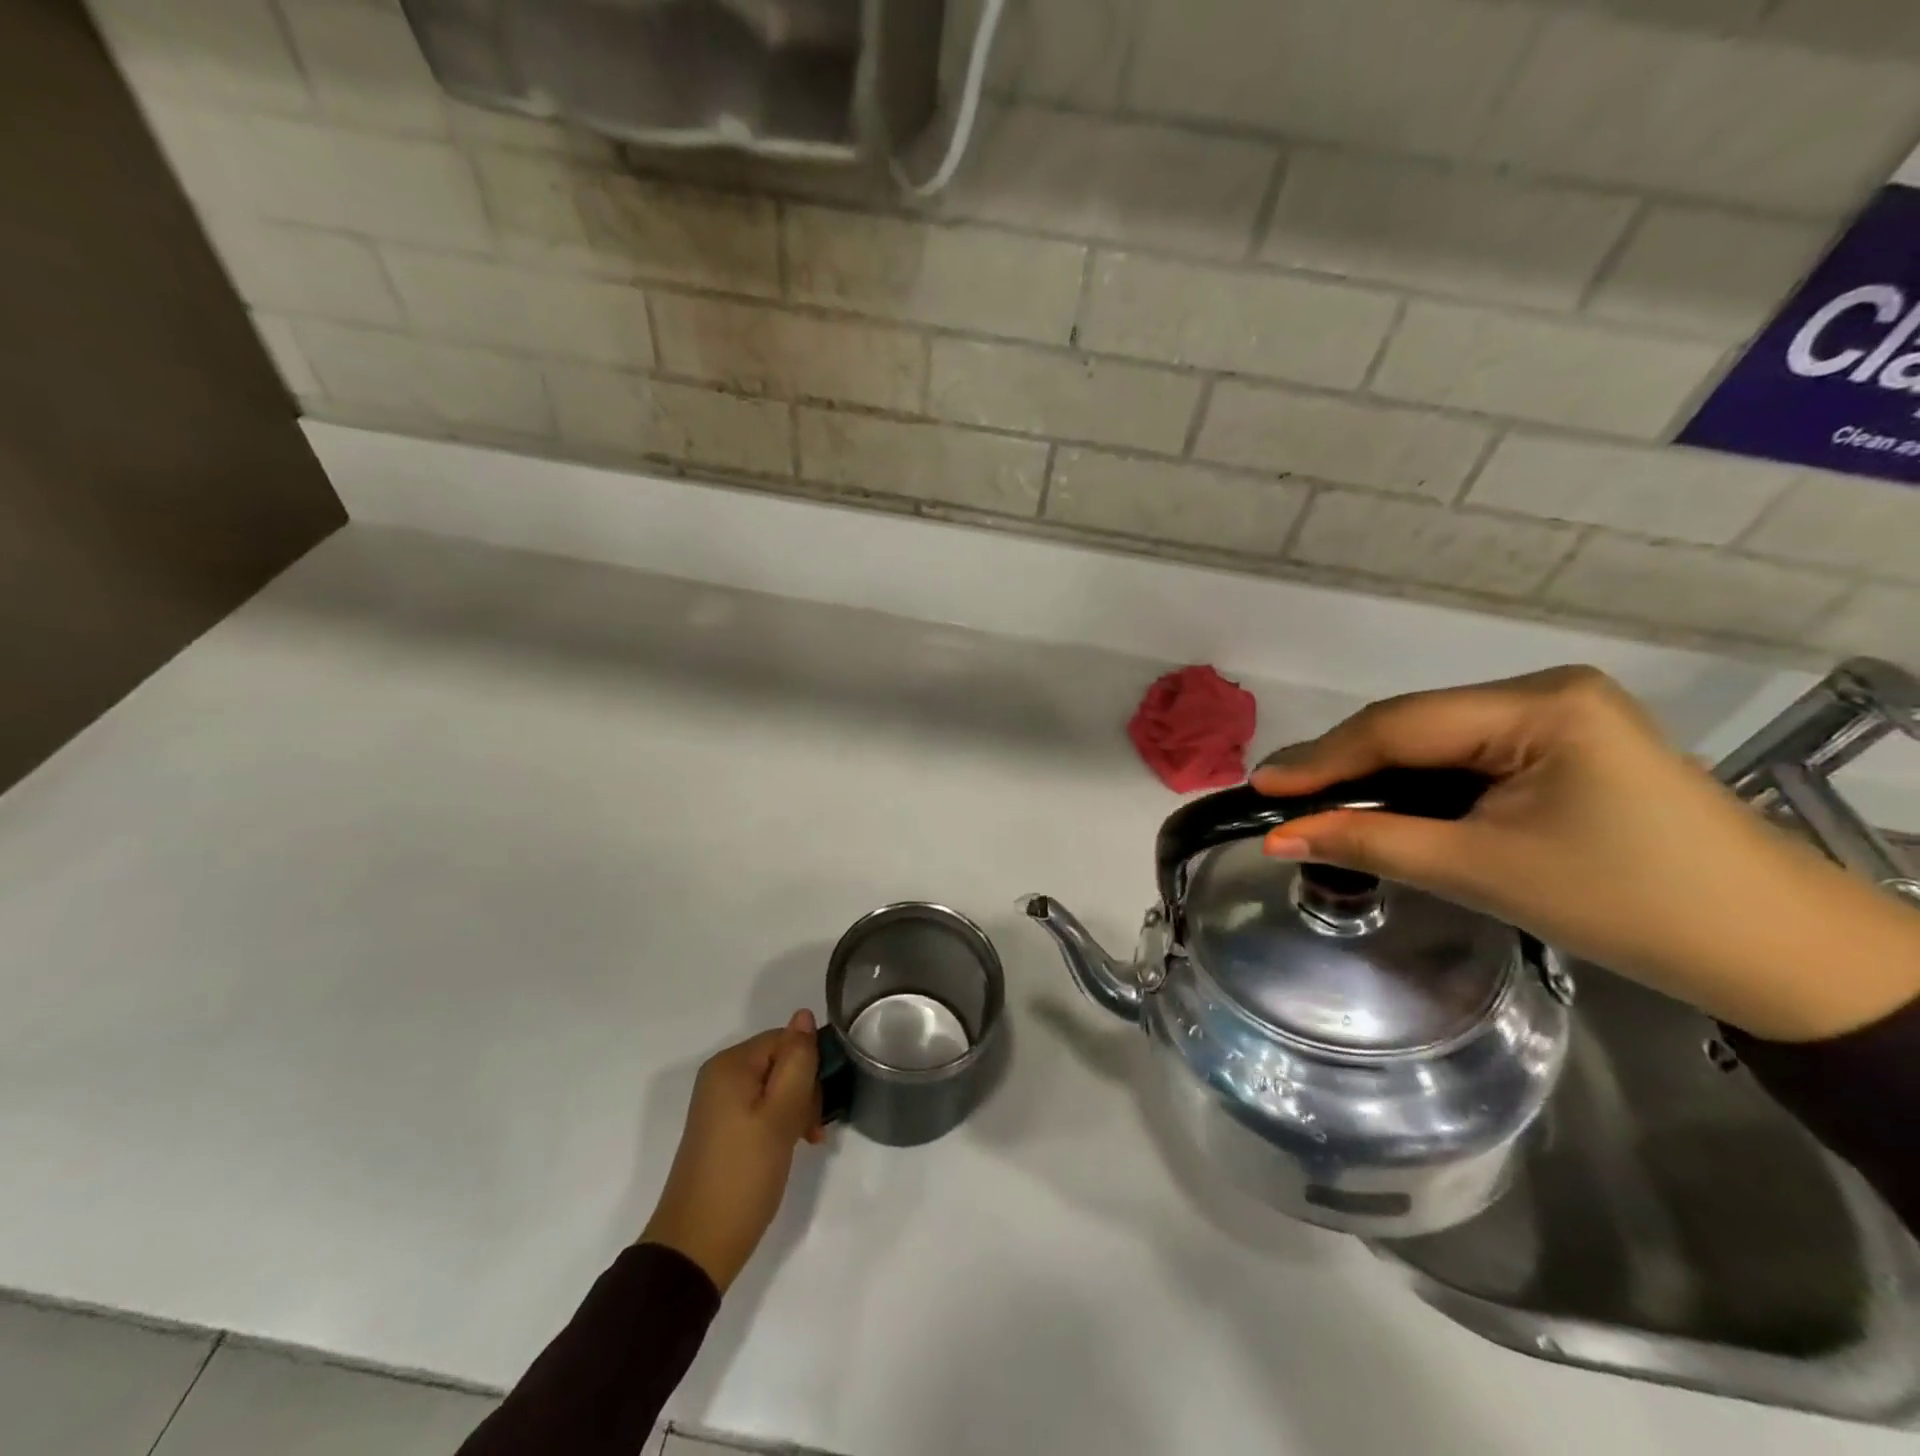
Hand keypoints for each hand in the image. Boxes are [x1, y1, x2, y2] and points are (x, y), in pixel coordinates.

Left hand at [641, 1010, 824, 1292]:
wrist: (696, 1248)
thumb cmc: (743, 1175)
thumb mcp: (780, 1115)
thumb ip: (797, 1061)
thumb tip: (804, 1014)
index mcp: (731, 1064)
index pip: (786, 1039)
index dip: (809, 1068)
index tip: (818, 1108)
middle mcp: (721, 1075)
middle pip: (780, 1061)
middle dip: (804, 1091)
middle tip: (811, 1132)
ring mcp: (719, 1103)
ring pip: (775, 1086)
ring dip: (796, 1109)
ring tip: (802, 1144)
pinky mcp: (722, 1128)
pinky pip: (761, 1108)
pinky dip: (780, 1123)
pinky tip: (788, 1148)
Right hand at [1251, 667, 1919, 1042]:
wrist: (1772, 951)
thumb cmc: (1626, 906)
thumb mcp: (1481, 871)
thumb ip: (1371, 844)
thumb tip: (1278, 838)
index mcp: (1538, 706)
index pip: (1399, 725)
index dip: (1321, 758)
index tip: (1258, 786)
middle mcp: (1544, 691)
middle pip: (1412, 725)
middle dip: (1342, 764)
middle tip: (1275, 796)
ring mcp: (1556, 715)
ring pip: (1432, 739)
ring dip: (1373, 773)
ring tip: (1310, 801)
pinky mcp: (1561, 744)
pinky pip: (1463, 754)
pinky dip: (1414, 781)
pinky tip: (1378, 801)